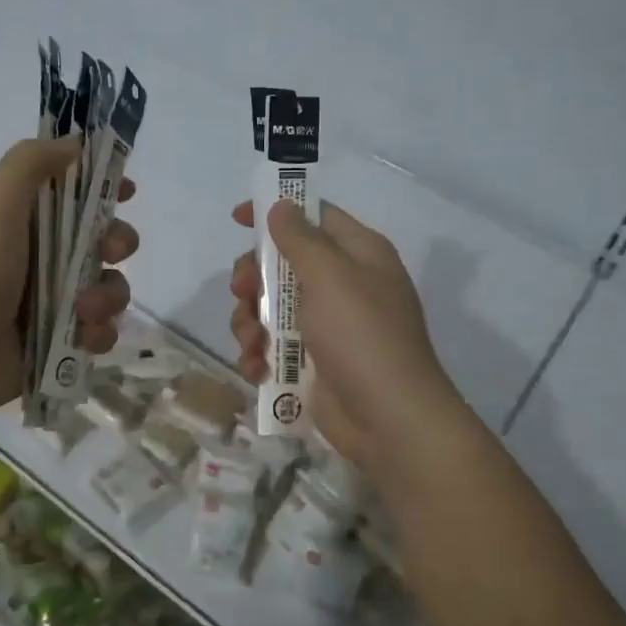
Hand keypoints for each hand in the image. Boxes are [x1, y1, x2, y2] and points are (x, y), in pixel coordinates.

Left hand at [0, 138, 135, 420]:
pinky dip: (99, 333)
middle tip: (110, 251)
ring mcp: (55, 301)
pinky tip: (82, 338)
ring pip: (110, 286)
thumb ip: (32, 163)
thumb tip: (76, 143)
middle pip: (104, 238)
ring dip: (108, 296)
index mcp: (25, 220)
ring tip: (84, 311)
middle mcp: (44, 256)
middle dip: (118, 242)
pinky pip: (102, 329)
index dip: (103, 186)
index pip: (73, 193)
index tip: (127, 188)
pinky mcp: (62, 340)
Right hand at [229, 197, 464, 481]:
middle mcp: (343, 286)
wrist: (388, 418)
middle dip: (253, 279)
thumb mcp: (331, 277)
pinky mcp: (313, 363)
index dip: (276, 213)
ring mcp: (327, 327)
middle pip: (282, 265)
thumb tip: (281, 206)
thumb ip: (300, 239)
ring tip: (253, 344)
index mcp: (358, 255)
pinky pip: (274, 348)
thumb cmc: (362, 336)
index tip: (237, 219)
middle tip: (242, 293)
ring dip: (250, 323)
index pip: (314, 217)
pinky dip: (260, 356)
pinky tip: (257, 369)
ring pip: (271, 309)